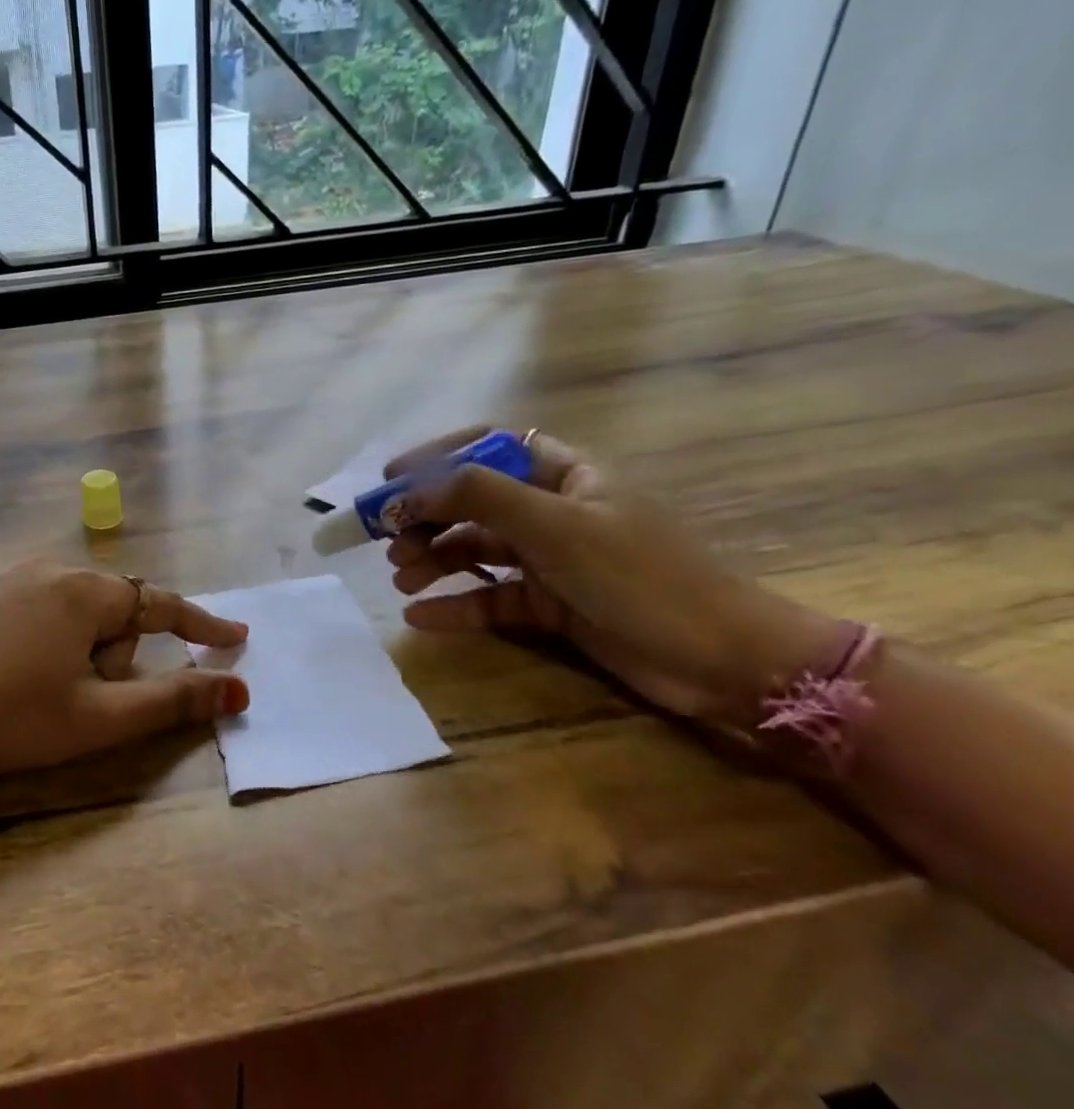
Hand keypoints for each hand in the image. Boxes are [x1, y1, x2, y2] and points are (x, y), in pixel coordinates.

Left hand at [0, 560, 248, 787]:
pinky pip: (40, 609)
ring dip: (83, 650)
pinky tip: (17, 676)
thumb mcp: (100, 718)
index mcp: (84, 591)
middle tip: (85, 700)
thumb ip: (173, 700)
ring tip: (46, 693)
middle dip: (117, 654)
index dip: (202, 624)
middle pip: (114, 610)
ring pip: (76, 611)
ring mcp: (9, 578)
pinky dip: (50, 641)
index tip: (236, 638)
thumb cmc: (12, 721)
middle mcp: (49, 570)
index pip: (161, 604)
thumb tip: (238, 690)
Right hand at [383, 427, 846, 727]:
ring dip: (433, 561)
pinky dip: (455, 604)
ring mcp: (551, 559)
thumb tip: (410, 489)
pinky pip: (490, 597)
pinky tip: (420, 616)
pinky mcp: (550, 604)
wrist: (723, 661)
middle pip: (472, 502)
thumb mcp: (558, 526)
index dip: (435, 457)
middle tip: (385, 541)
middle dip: (425, 519)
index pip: (487, 446)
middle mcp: (553, 510)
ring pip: (475, 550)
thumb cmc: (642, 577)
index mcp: (564, 474)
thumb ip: (480, 496)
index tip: (389, 480)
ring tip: (400, 579)